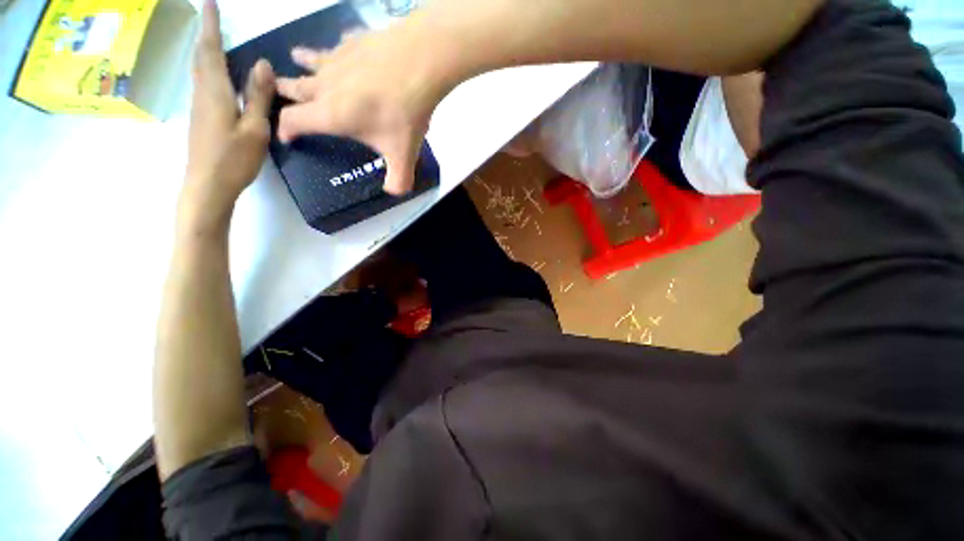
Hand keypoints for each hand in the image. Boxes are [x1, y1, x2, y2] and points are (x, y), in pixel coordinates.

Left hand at [181, 0, 274, 227]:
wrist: (207, 184)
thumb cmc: (233, 158)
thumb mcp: (254, 128)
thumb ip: (257, 96)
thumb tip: (263, 64)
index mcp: (216, 91)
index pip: (210, 49)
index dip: (210, 24)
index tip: (209, 2)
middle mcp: (202, 92)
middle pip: (200, 55)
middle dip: (205, 33)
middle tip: (210, 16)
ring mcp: (198, 106)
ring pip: (199, 68)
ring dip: (204, 49)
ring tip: (213, 38)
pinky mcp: (200, 117)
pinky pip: (203, 83)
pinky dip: (207, 68)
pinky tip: (215, 73)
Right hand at [276, 23, 451, 194]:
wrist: (419, 64)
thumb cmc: (404, 114)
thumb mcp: (402, 155)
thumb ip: (398, 180)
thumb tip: (393, 192)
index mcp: (331, 114)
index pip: (293, 121)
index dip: (285, 129)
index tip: (284, 136)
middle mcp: (326, 84)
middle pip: (296, 87)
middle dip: (283, 90)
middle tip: (273, 87)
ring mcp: (339, 59)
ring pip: (312, 61)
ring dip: (303, 62)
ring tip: (295, 57)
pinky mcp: (355, 41)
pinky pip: (341, 44)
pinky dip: (339, 47)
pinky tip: (344, 46)